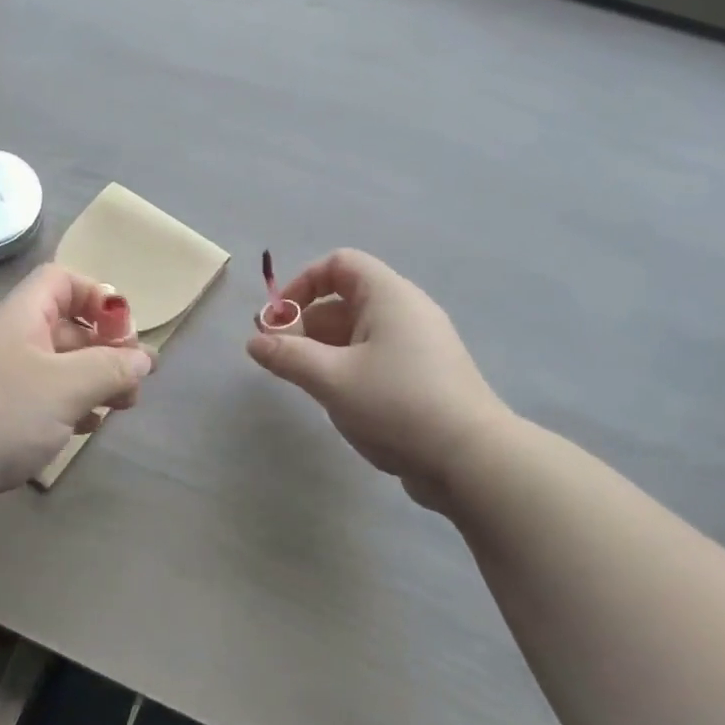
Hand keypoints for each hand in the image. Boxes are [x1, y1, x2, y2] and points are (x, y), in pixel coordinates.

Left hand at [0, 263, 154, 504]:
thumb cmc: (1, 410)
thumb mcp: (66, 385)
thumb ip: (111, 368)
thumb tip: (143, 358)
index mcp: (23, 316)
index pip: (63, 281)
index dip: (98, 296)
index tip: (124, 332)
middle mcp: (11, 340)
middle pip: (67, 328)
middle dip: (106, 350)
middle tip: (133, 383)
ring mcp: (1, 380)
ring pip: (58, 369)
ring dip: (92, 383)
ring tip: (118, 408)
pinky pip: (42, 402)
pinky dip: (69, 409)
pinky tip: (85, 429)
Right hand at [246, 249, 511, 513]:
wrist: (471, 460)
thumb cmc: (396, 404)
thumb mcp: (331, 379)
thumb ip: (287, 356)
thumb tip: (254, 342)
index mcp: (389, 296)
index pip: (340, 264)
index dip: (303, 283)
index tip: (280, 320)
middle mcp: (406, 312)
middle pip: (345, 299)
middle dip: (305, 323)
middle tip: (277, 357)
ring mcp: (419, 345)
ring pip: (358, 332)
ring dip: (322, 349)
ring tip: (301, 381)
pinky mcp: (424, 376)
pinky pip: (375, 356)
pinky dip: (347, 366)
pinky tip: (336, 398)